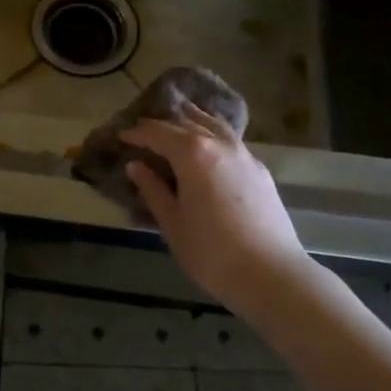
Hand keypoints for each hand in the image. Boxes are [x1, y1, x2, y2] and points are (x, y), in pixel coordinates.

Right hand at [121, 102, 310, 311]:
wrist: (270, 273)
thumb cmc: (210, 251)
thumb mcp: (172, 222)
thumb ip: (153, 189)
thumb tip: (136, 166)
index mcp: (192, 153)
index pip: (158, 133)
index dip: (137, 133)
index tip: (121, 135)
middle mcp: (219, 144)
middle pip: (187, 122)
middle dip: (163, 123)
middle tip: (144, 128)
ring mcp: (244, 155)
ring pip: (214, 125)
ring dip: (193, 119)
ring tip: (179, 117)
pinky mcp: (260, 170)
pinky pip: (230, 140)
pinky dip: (213, 134)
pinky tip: (210, 145)